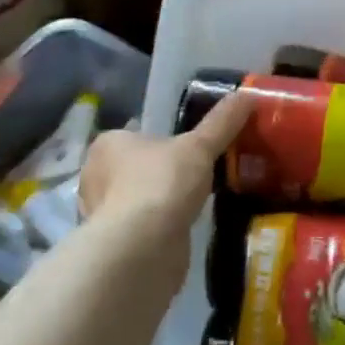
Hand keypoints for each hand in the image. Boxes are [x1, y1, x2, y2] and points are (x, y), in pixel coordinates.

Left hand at [77, 90, 251, 237]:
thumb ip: (222, 121)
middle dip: (160, 173)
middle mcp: (96, 177)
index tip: (189, 149)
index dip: (163, 140)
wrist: (142, 250)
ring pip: (138, 200)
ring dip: (159, 203)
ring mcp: (102, 215)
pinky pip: (141, 229)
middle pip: (136, 167)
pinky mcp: (115, 247)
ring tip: (194, 201)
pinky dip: (159, 229)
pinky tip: (182, 229)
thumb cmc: (161, 184)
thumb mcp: (199, 146)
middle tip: (195, 174)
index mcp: (108, 144)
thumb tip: (249, 94)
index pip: (136, 134)